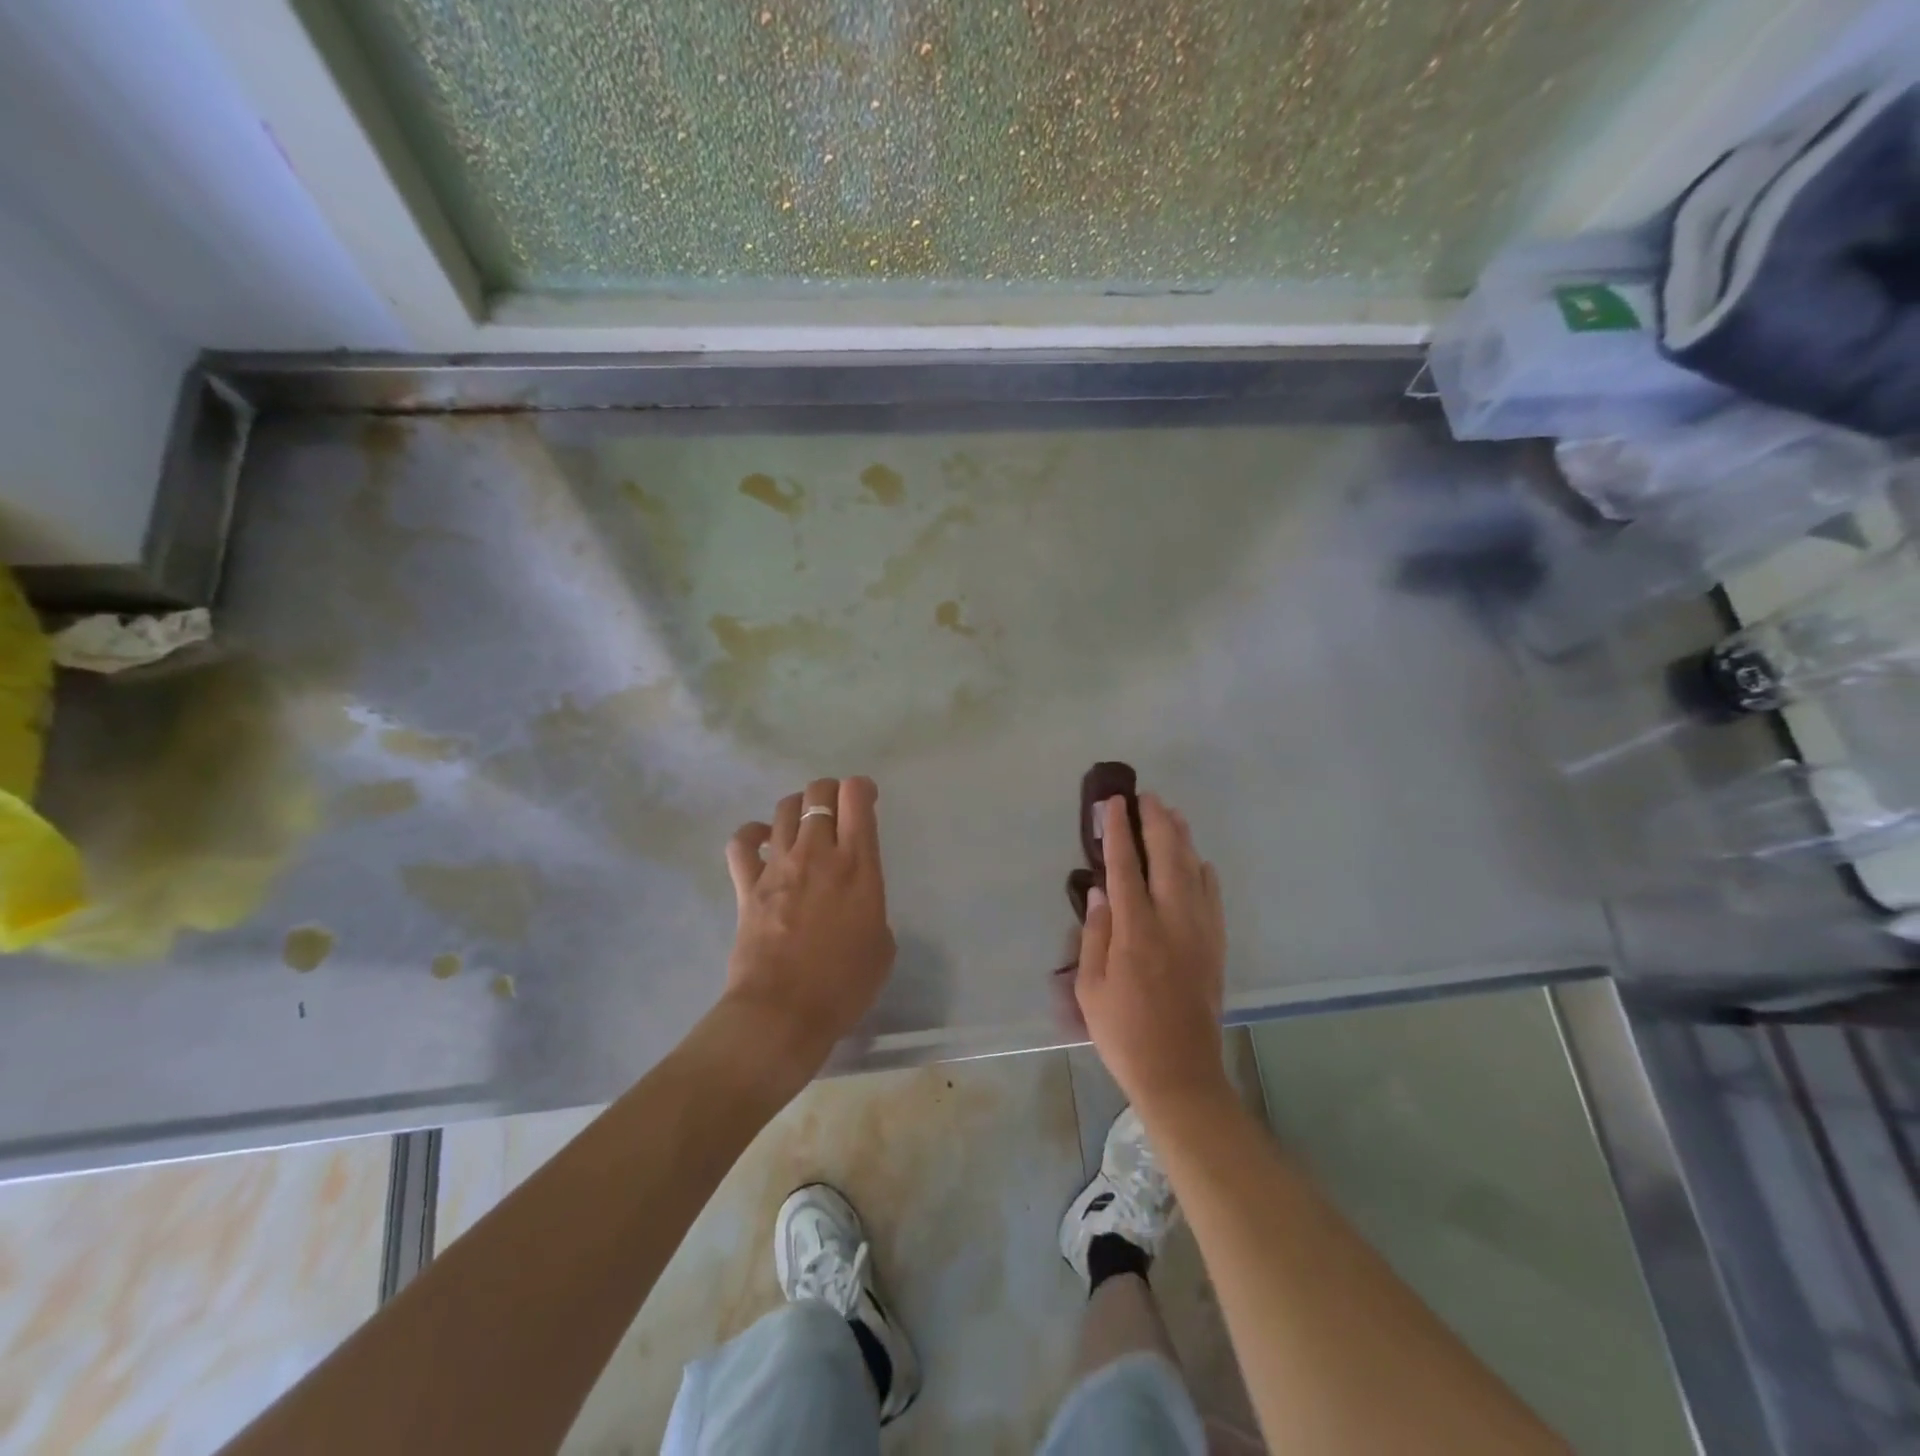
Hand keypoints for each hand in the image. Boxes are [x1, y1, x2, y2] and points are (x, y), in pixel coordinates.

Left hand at [723, 776, 895, 1070]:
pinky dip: (753, 834)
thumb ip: (871, 906)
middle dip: (831, 791)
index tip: (867, 801)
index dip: (863, 789)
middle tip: (837, 811)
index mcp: (858, 865)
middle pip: (819, 792)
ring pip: (784, 808)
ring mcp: (778, 865)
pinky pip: (742, 841)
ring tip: (804, 825)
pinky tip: (763, 841)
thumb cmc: (843, 985)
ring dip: (798, 807)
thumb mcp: (882, 944)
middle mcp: (817, 853)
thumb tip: (855, 900)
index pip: (857, 797)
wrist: (783, 1013)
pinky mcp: (747, 884)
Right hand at [1075, 791, 1228, 1114]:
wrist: (1180, 1073)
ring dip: (1181, 839)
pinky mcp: (1216, 947)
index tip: (1113, 804)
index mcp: (1136, 932)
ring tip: (1171, 814)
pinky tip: (1198, 860)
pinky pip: (1213, 897)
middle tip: (1146, 797)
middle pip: (1167, 858)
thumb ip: (1096, 935)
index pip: (1125, 867)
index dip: (1118, 832)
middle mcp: (1173, 922)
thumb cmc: (1124, 1033)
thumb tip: (1101, 891)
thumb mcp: (1091, 988)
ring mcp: (1201, 933)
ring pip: (1194, 871)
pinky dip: (1204, 872)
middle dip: (1156, 823)